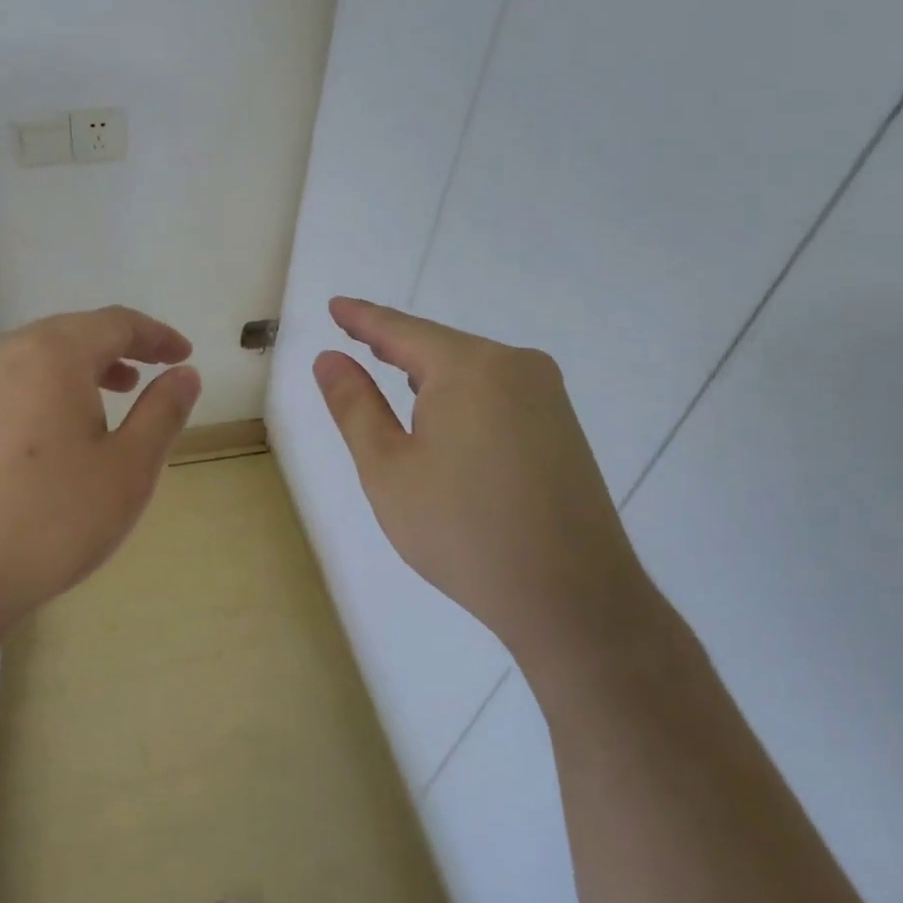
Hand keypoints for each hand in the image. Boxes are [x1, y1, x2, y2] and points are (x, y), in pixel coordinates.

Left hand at [0, 306, 200, 647]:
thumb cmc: (51, 520)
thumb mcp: (128, 469)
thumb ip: (163, 412)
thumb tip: (186, 374)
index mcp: (53, 353)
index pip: (116, 323)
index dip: (156, 335)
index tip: (183, 355)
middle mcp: (4, 352)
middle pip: (73, 333)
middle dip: (118, 349)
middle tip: (149, 375)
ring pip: (37, 357)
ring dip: (80, 369)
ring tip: (108, 399)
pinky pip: (9, 382)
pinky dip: (45, 389)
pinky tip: (52, 431)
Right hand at [313, 297, 649, 674]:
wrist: (572, 598)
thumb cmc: (462, 531)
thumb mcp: (388, 469)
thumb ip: (355, 406)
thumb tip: (330, 359)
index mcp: (470, 367)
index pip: (401, 330)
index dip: (363, 318)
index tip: (335, 305)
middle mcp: (516, 366)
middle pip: (439, 346)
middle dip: (395, 346)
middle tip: (354, 338)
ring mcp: (547, 396)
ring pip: (470, 369)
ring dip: (428, 374)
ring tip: (390, 374)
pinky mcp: (562, 426)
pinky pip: (497, 392)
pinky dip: (460, 395)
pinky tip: (444, 418)